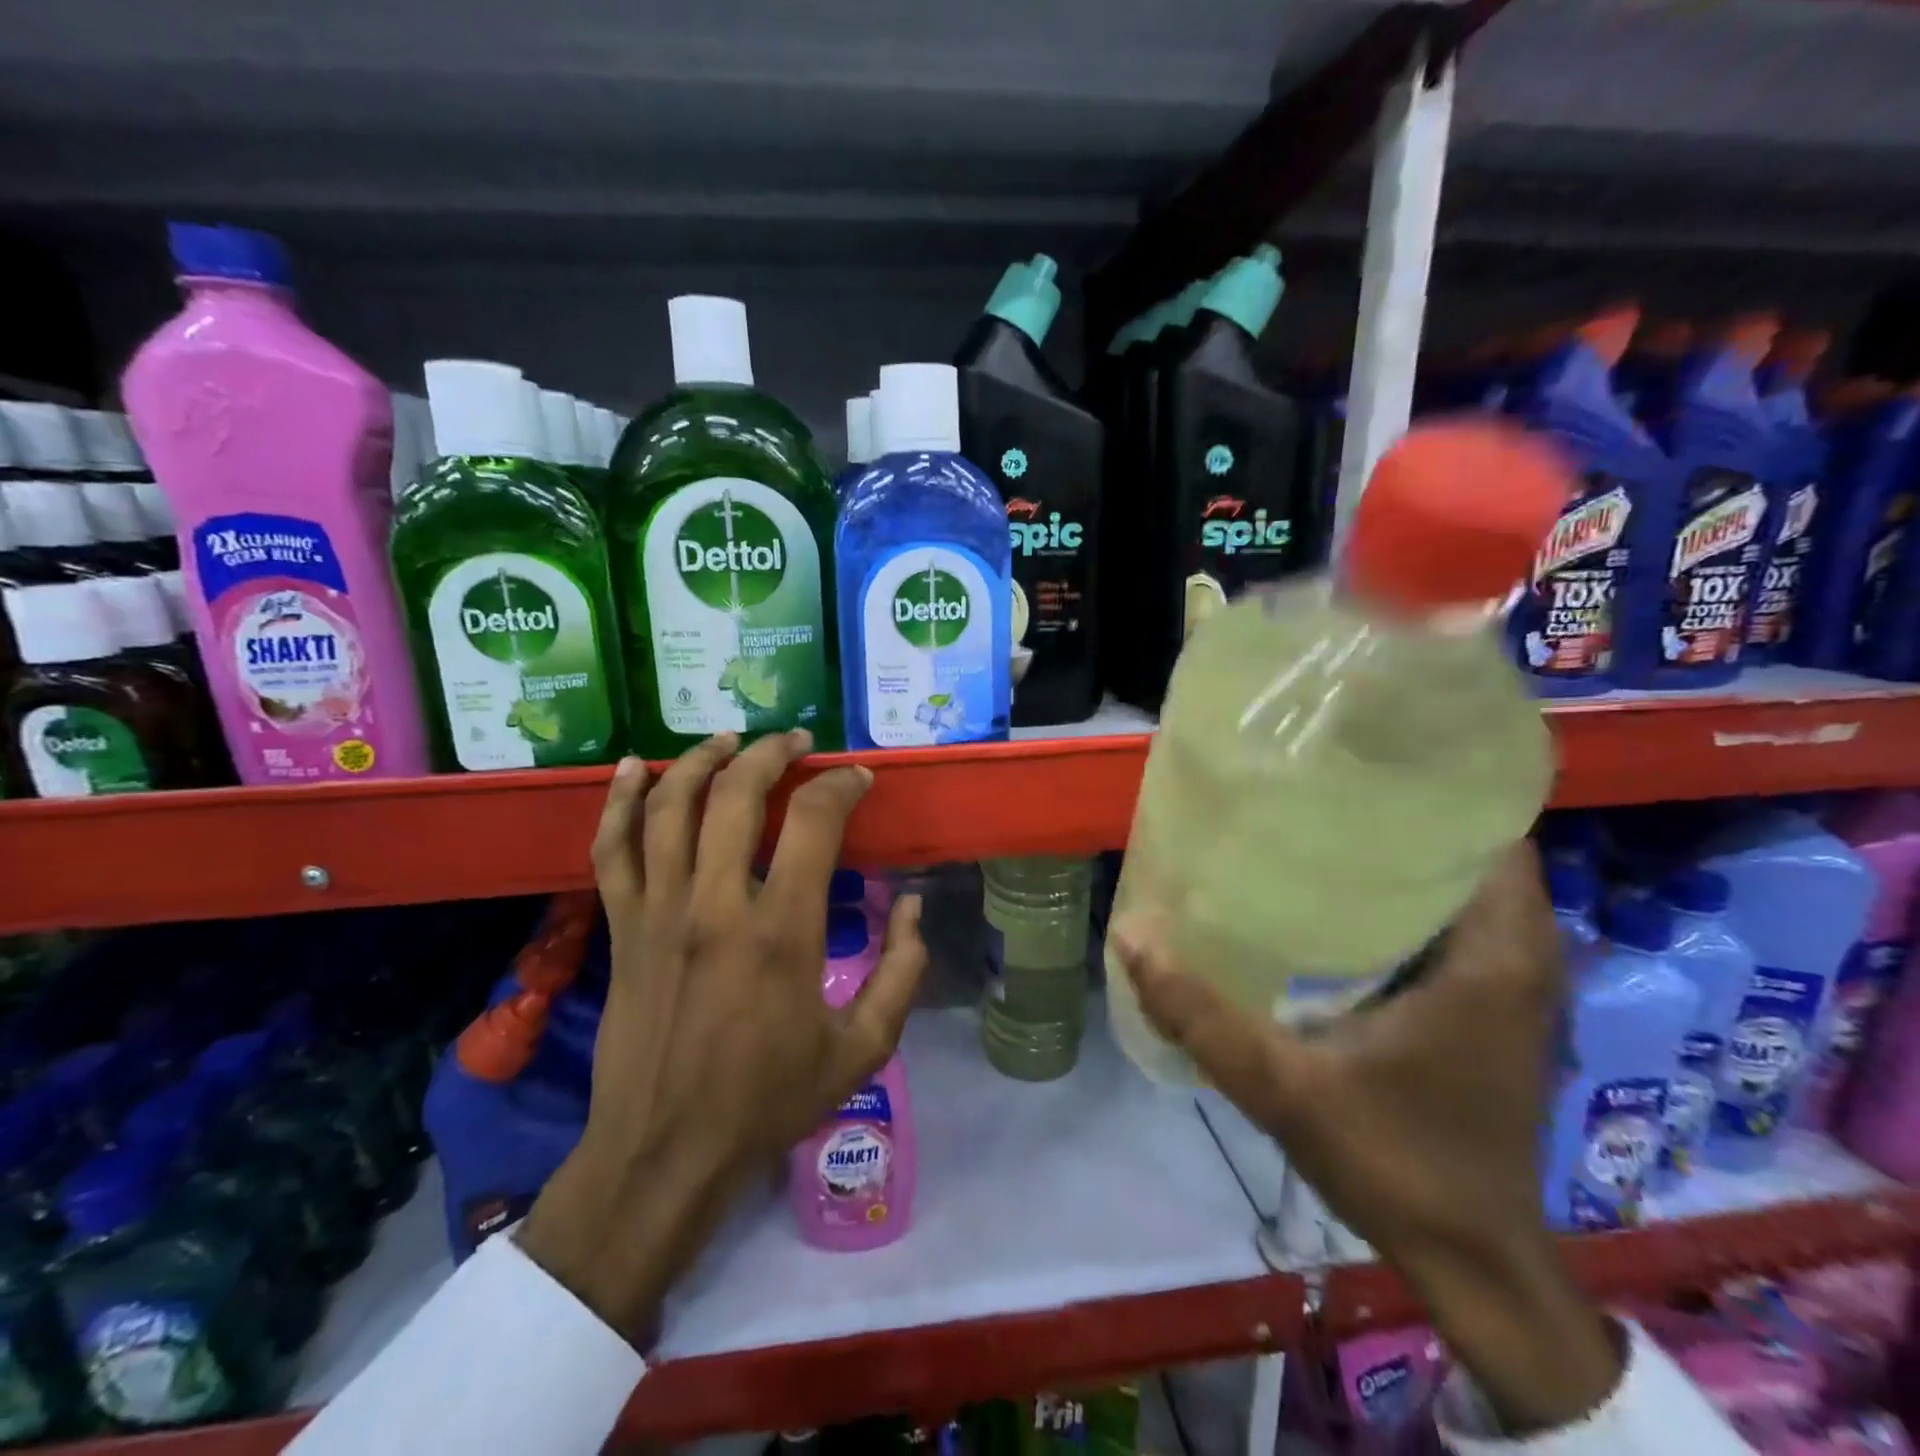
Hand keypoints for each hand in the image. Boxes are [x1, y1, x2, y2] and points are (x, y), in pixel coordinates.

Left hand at [519, 731, 927, 1341]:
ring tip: (730, 740)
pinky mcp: (622, 927)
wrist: (664, 1152)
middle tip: (797, 742)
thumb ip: (901, 973)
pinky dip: (622, 800)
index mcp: (781, 931)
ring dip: (702, 760)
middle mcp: (715, 905)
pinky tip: (636, 767)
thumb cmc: (767, 1100)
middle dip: (772, 753)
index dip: (840, 785)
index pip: (813, 822)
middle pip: (736, 794)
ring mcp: (659, 911)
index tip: (857, 779)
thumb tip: (912, 906)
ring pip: (670, 807)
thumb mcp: (862, 1049)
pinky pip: (613, 848)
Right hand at [1111, 843, 1620, 1434]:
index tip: (1357, 761)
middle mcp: (1520, 958)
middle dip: (1404, 814)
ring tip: (1320, 829)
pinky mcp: (1491, 1010)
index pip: (1492, 832)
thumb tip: (1130, 934)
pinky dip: (1411, 902)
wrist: (1472, 1262)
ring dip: (1406, 857)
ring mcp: (1511, 987)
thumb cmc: (1395, 1162)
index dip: (1434, 787)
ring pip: (1464, 890)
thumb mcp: (1282, 1087)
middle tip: (1316, 789)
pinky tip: (1340, 903)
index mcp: (1496, 957)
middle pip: (1473, 850)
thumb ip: (1201, 1015)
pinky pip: (1457, 927)